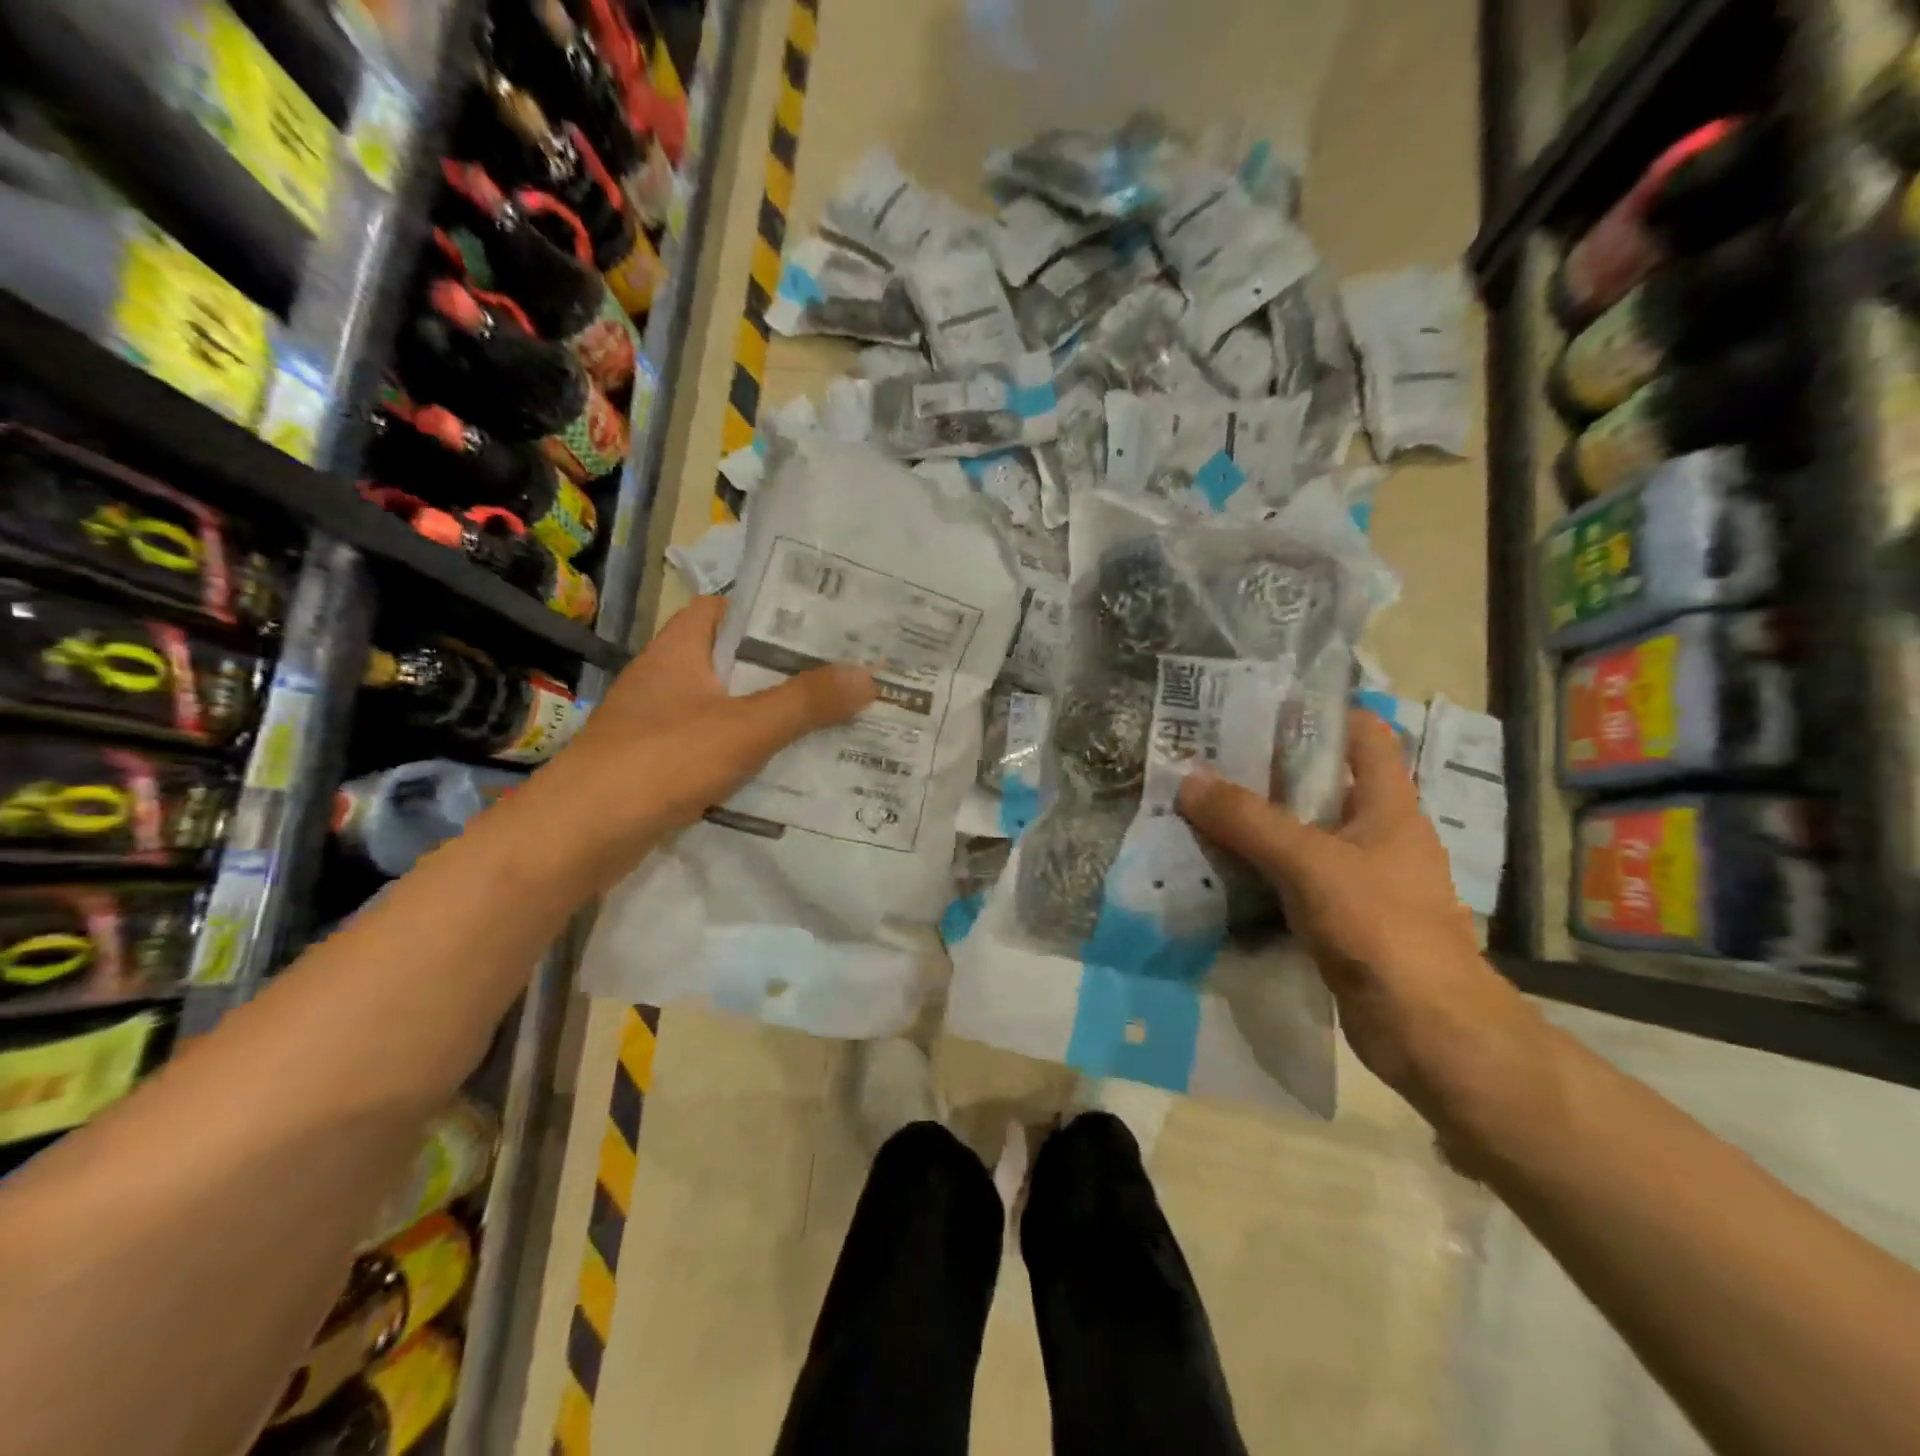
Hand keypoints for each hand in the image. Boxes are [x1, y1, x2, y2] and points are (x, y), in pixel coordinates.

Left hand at [518, 596, 875, 890]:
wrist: (577, 837)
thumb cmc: (659, 762)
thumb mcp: (744, 727)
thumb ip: (806, 702)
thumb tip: (869, 676)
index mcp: (680, 650)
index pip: (727, 609)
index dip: (771, 610)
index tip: (822, 622)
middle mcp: (669, 679)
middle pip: (737, 662)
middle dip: (788, 670)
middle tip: (846, 675)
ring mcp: (662, 724)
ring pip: (731, 709)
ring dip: (774, 716)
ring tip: (834, 719)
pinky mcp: (662, 765)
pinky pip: (720, 748)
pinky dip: (752, 754)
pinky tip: (792, 769)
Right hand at [1178, 709, 1539, 1114]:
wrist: (1426, 1029)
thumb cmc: (1381, 927)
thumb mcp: (1308, 862)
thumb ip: (1248, 821)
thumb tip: (1188, 780)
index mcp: (1388, 805)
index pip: (1363, 735)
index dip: (1321, 713)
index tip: (1262, 705)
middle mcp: (1377, 834)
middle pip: (1321, 784)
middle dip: (1268, 769)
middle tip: (1208, 757)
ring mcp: (1360, 878)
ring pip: (1302, 834)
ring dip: (1257, 823)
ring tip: (1200, 807)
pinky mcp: (1342, 918)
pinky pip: (1292, 878)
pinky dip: (1260, 869)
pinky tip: (1218, 868)